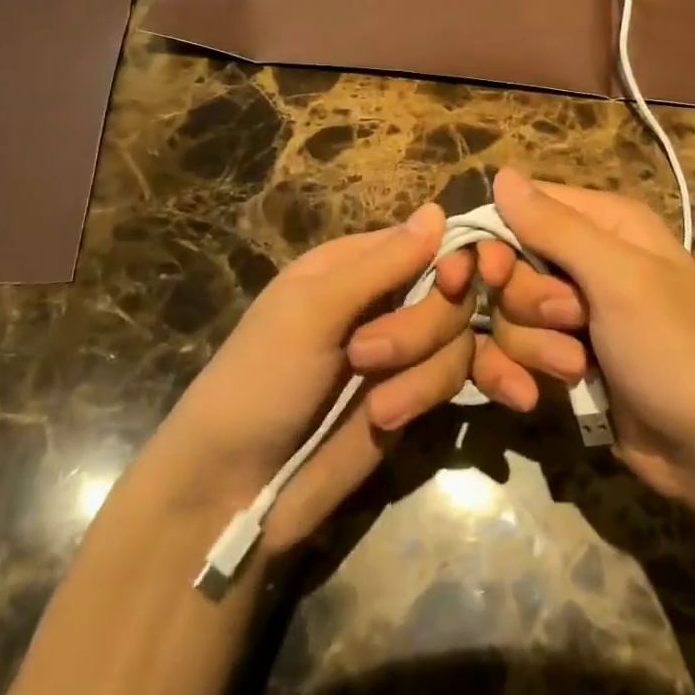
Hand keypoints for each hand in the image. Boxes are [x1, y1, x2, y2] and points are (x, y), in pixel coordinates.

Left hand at [152, 205, 476, 554]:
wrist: (236, 486)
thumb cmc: (260, 379)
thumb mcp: (312, 310)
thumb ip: (381, 264)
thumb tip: (438, 209)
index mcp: (356, 265)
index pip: (427, 240)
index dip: (451, 258)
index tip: (453, 281)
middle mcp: (385, 300)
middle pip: (451, 291)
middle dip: (422, 326)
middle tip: (366, 356)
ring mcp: (402, 351)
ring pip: (457, 337)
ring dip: (421, 371)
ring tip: (375, 405)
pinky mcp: (412, 396)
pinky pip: (450, 379)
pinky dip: (423, 396)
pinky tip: (384, 418)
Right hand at [470, 169, 694, 504]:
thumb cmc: (673, 351)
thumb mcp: (620, 281)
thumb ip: (557, 228)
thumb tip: (502, 174)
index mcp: (606, 225)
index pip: (524, 207)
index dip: (499, 239)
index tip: (494, 275)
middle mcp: (587, 260)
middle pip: (511, 265)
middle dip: (529, 304)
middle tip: (570, 323)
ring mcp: (573, 311)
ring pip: (509, 313)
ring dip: (533, 346)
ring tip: (577, 367)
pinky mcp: (562, 354)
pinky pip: (514, 350)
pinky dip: (521, 372)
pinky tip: (536, 395)